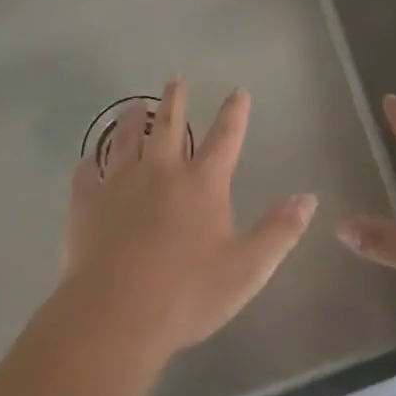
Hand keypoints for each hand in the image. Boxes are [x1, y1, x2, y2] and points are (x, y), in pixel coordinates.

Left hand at [63, 79, 316, 356]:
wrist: (115, 315)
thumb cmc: (187, 293)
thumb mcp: (247, 268)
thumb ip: (279, 231)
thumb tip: (308, 197)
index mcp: (203, 183)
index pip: (225, 137)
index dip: (234, 113)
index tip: (238, 91)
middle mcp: (162, 171)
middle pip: (169, 125)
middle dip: (175, 100)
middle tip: (175, 80)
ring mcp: (121, 184)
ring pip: (126, 140)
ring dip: (130, 121)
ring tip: (132, 106)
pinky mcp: (88, 204)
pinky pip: (87, 176)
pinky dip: (89, 166)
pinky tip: (87, 162)